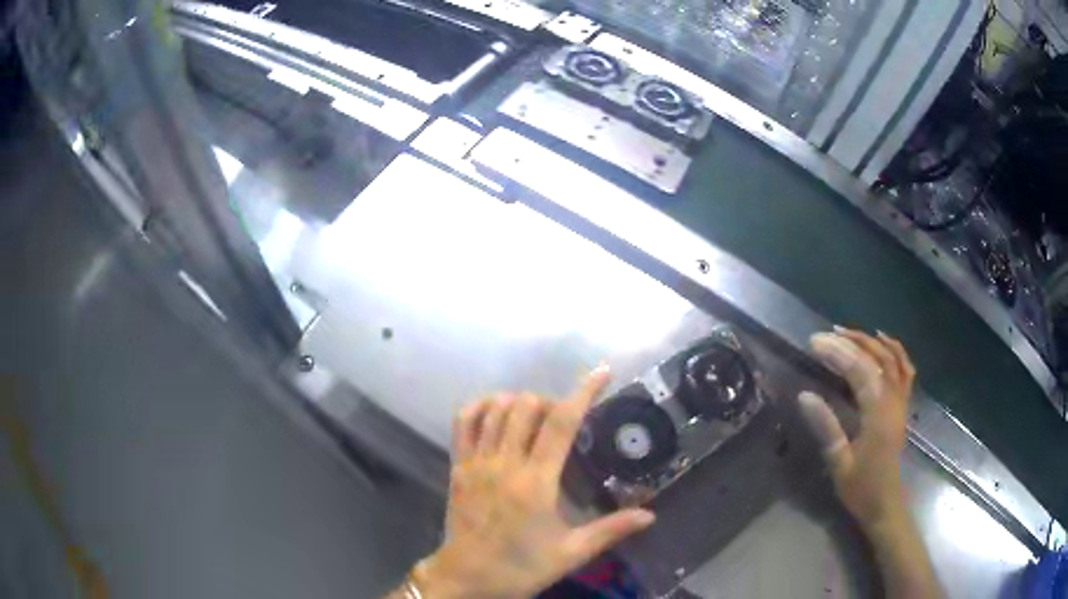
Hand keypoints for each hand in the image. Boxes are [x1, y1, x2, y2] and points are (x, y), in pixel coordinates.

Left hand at [412, 366, 655, 598]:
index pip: (561, 423)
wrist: (466, 578)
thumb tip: (650, 516)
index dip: (583, 391)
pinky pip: (463, 421)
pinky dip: (481, 406)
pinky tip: (496, 413)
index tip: (602, 373)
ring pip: (496, 408)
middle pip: (526, 406)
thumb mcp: (571, 553)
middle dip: (551, 401)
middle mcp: (504, 463)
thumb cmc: (520, 567)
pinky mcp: (457, 466)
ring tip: (535, 419)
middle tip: (565, 420)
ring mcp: (476, 462)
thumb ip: (611, 530)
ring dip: (519, 402)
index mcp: (536, 482)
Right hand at [797, 328, 915, 529]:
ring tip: (847, 332)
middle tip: (825, 335)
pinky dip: (895, 350)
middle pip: (877, 358)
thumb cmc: (861, 488)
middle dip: (851, 341)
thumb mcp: (839, 463)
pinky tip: (882, 341)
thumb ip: (826, 427)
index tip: (814, 342)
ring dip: (871, 341)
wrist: (885, 504)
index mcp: (878, 414)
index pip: (859, 371)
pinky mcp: (903, 405)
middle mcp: (894, 401)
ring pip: (892, 358)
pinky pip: (904, 369)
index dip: (837, 352)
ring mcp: (901, 401)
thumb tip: (804, 396)